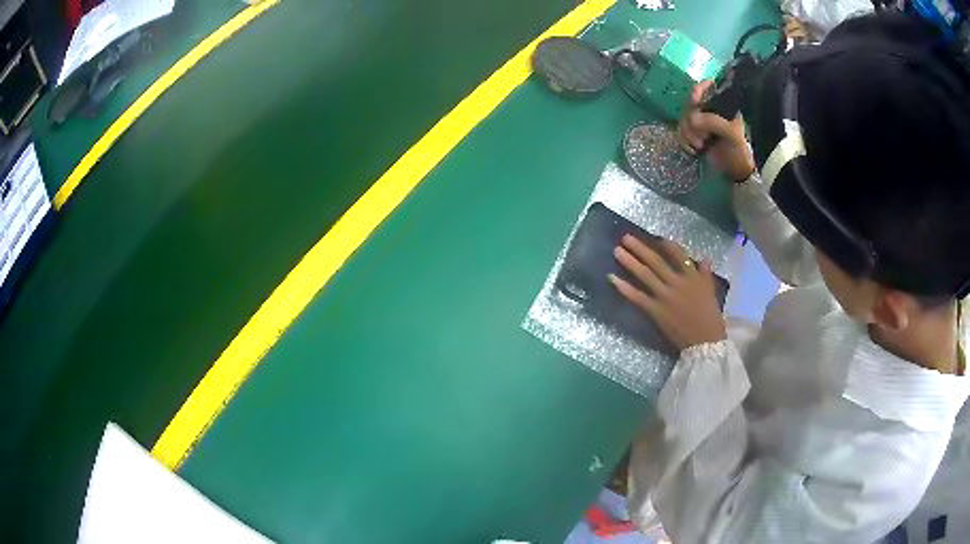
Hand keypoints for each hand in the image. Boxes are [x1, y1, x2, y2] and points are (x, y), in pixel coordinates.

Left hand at [608, 235, 726, 351]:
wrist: (705, 342)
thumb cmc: (710, 318)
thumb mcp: (711, 292)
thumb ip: (705, 275)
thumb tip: (704, 259)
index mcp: (692, 277)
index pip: (678, 255)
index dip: (666, 245)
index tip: (655, 236)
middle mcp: (677, 283)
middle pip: (656, 262)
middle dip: (641, 248)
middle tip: (626, 237)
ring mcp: (665, 296)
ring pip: (645, 275)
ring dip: (630, 262)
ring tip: (617, 251)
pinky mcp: (656, 311)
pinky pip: (637, 297)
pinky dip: (624, 287)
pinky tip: (612, 278)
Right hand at [676, 81, 755, 181]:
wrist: (736, 169)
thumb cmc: (739, 149)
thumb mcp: (732, 134)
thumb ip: (714, 122)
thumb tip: (692, 118)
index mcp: (722, 104)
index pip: (708, 87)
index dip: (699, 89)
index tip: (694, 101)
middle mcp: (709, 108)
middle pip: (690, 104)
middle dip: (692, 121)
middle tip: (703, 136)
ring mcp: (700, 121)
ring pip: (683, 118)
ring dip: (688, 134)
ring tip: (700, 146)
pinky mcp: (693, 133)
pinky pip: (680, 131)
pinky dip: (683, 141)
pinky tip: (693, 150)